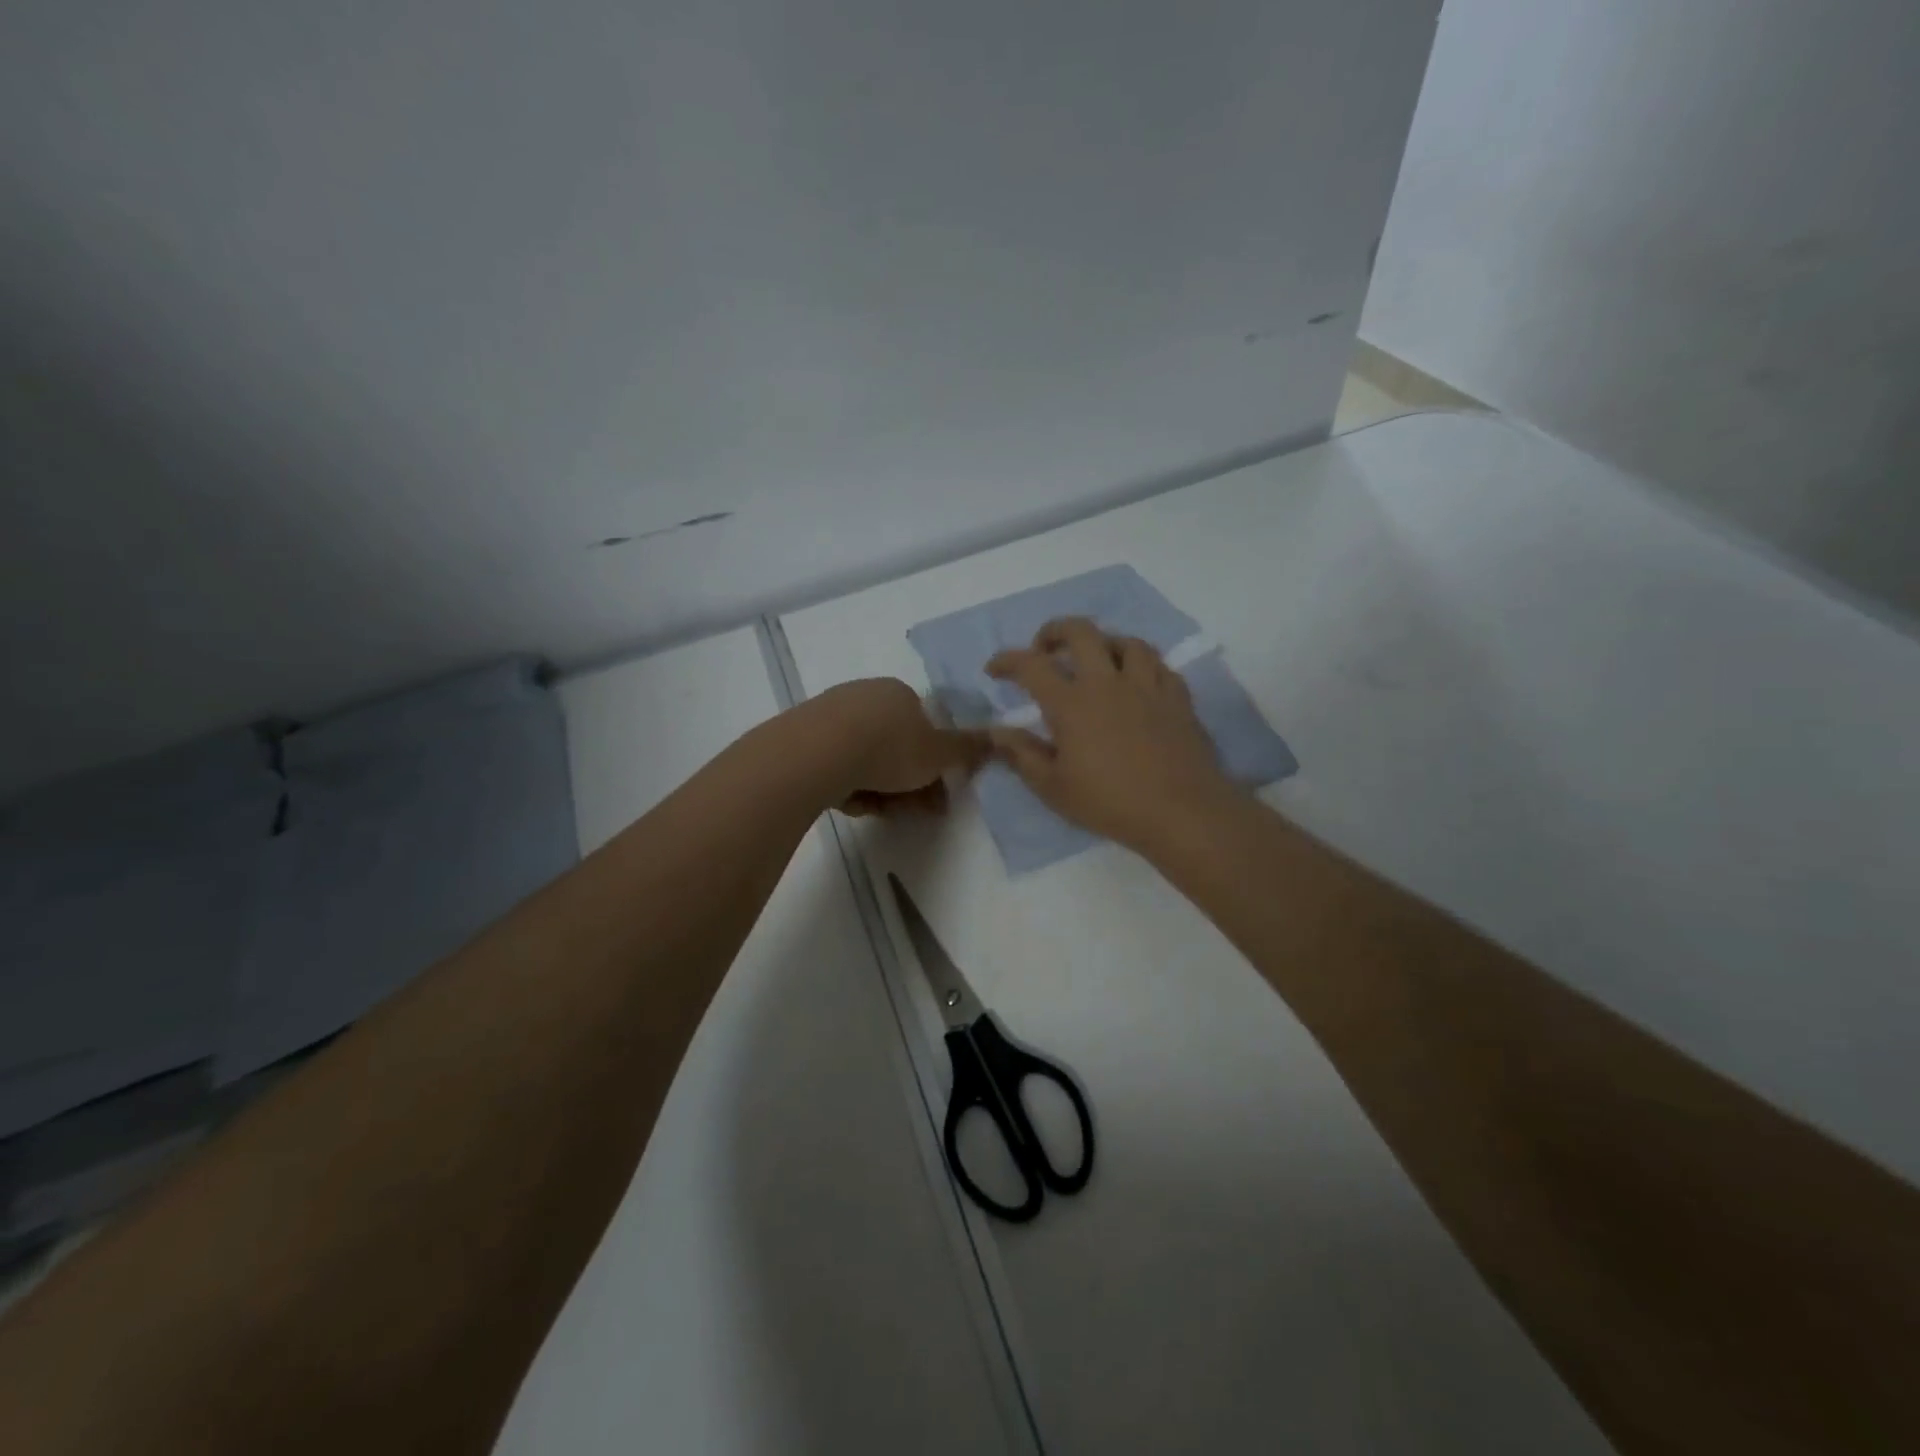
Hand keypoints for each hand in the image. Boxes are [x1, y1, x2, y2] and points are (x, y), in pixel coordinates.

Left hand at [810, 678, 987, 815]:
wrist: (817, 753)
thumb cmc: (888, 748)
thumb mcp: (939, 754)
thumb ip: (968, 749)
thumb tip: (1002, 737)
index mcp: (900, 692)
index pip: (924, 728)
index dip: (934, 764)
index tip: (937, 795)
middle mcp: (865, 695)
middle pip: (895, 746)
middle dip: (907, 783)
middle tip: (912, 811)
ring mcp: (831, 715)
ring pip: (866, 760)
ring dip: (879, 789)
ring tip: (877, 809)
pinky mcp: (804, 737)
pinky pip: (836, 766)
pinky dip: (848, 786)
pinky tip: (848, 802)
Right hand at [986, 619, 1237, 850]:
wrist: (1181, 812)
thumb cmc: (1110, 802)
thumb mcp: (1053, 787)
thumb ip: (1022, 754)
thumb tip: (996, 731)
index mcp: (1072, 703)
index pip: (1031, 665)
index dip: (1007, 660)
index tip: (994, 669)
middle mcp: (1108, 682)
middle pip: (1081, 632)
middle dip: (1055, 631)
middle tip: (1044, 648)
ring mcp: (1147, 685)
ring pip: (1126, 641)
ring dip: (1104, 643)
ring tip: (1096, 660)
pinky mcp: (1178, 697)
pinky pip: (1158, 665)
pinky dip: (1140, 665)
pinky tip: (1137, 682)